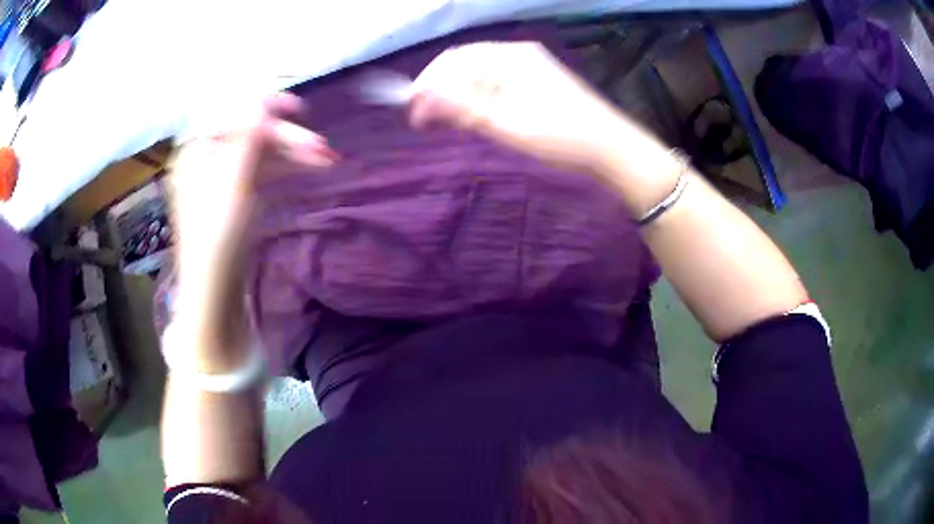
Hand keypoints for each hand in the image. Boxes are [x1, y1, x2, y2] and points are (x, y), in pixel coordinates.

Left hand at [169, 93, 336, 367]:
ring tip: (326, 161)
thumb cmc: (218, 239)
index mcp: (197, 151)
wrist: (215, 291)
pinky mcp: (237, 194)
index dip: (261, 105)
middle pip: (249, 132)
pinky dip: (285, 167)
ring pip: (260, 151)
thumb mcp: (231, 186)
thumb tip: (260, 99)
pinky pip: (262, 170)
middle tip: (321, 146)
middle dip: (286, 137)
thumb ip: (245, 140)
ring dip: (292, 152)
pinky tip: (308, 169)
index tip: (296, 108)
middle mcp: (208, 158)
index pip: (229, 111)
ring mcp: (223, 176)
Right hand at [409, 42, 626, 173]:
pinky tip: (474, 114)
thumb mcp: (504, 123)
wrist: (611, 146)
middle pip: (464, 64)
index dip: (426, 86)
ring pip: (480, 73)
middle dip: (440, 90)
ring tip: (445, 122)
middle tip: (426, 122)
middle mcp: (516, 52)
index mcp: (507, 56)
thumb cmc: (558, 135)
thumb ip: (460, 106)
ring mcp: (530, 64)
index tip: (413, 116)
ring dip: (458, 94)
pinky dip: (479, 96)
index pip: (452, 62)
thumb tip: (421, 97)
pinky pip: (498, 80)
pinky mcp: (539, 78)